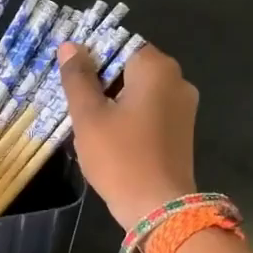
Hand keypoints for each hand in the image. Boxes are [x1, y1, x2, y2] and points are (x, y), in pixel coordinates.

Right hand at [57, 42, 199, 227]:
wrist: (158, 208)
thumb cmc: (120, 157)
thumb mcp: (89, 117)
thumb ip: (78, 78)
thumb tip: (69, 46)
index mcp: (156, 68)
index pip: (119, 44)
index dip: (91, 57)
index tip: (69, 78)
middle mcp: (177, 80)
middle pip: (130, 68)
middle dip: (100, 82)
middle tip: (73, 103)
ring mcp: (183, 107)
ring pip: (138, 92)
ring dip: (112, 101)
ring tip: (86, 123)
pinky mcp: (181, 131)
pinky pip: (149, 111)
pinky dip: (128, 117)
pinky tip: (108, 138)